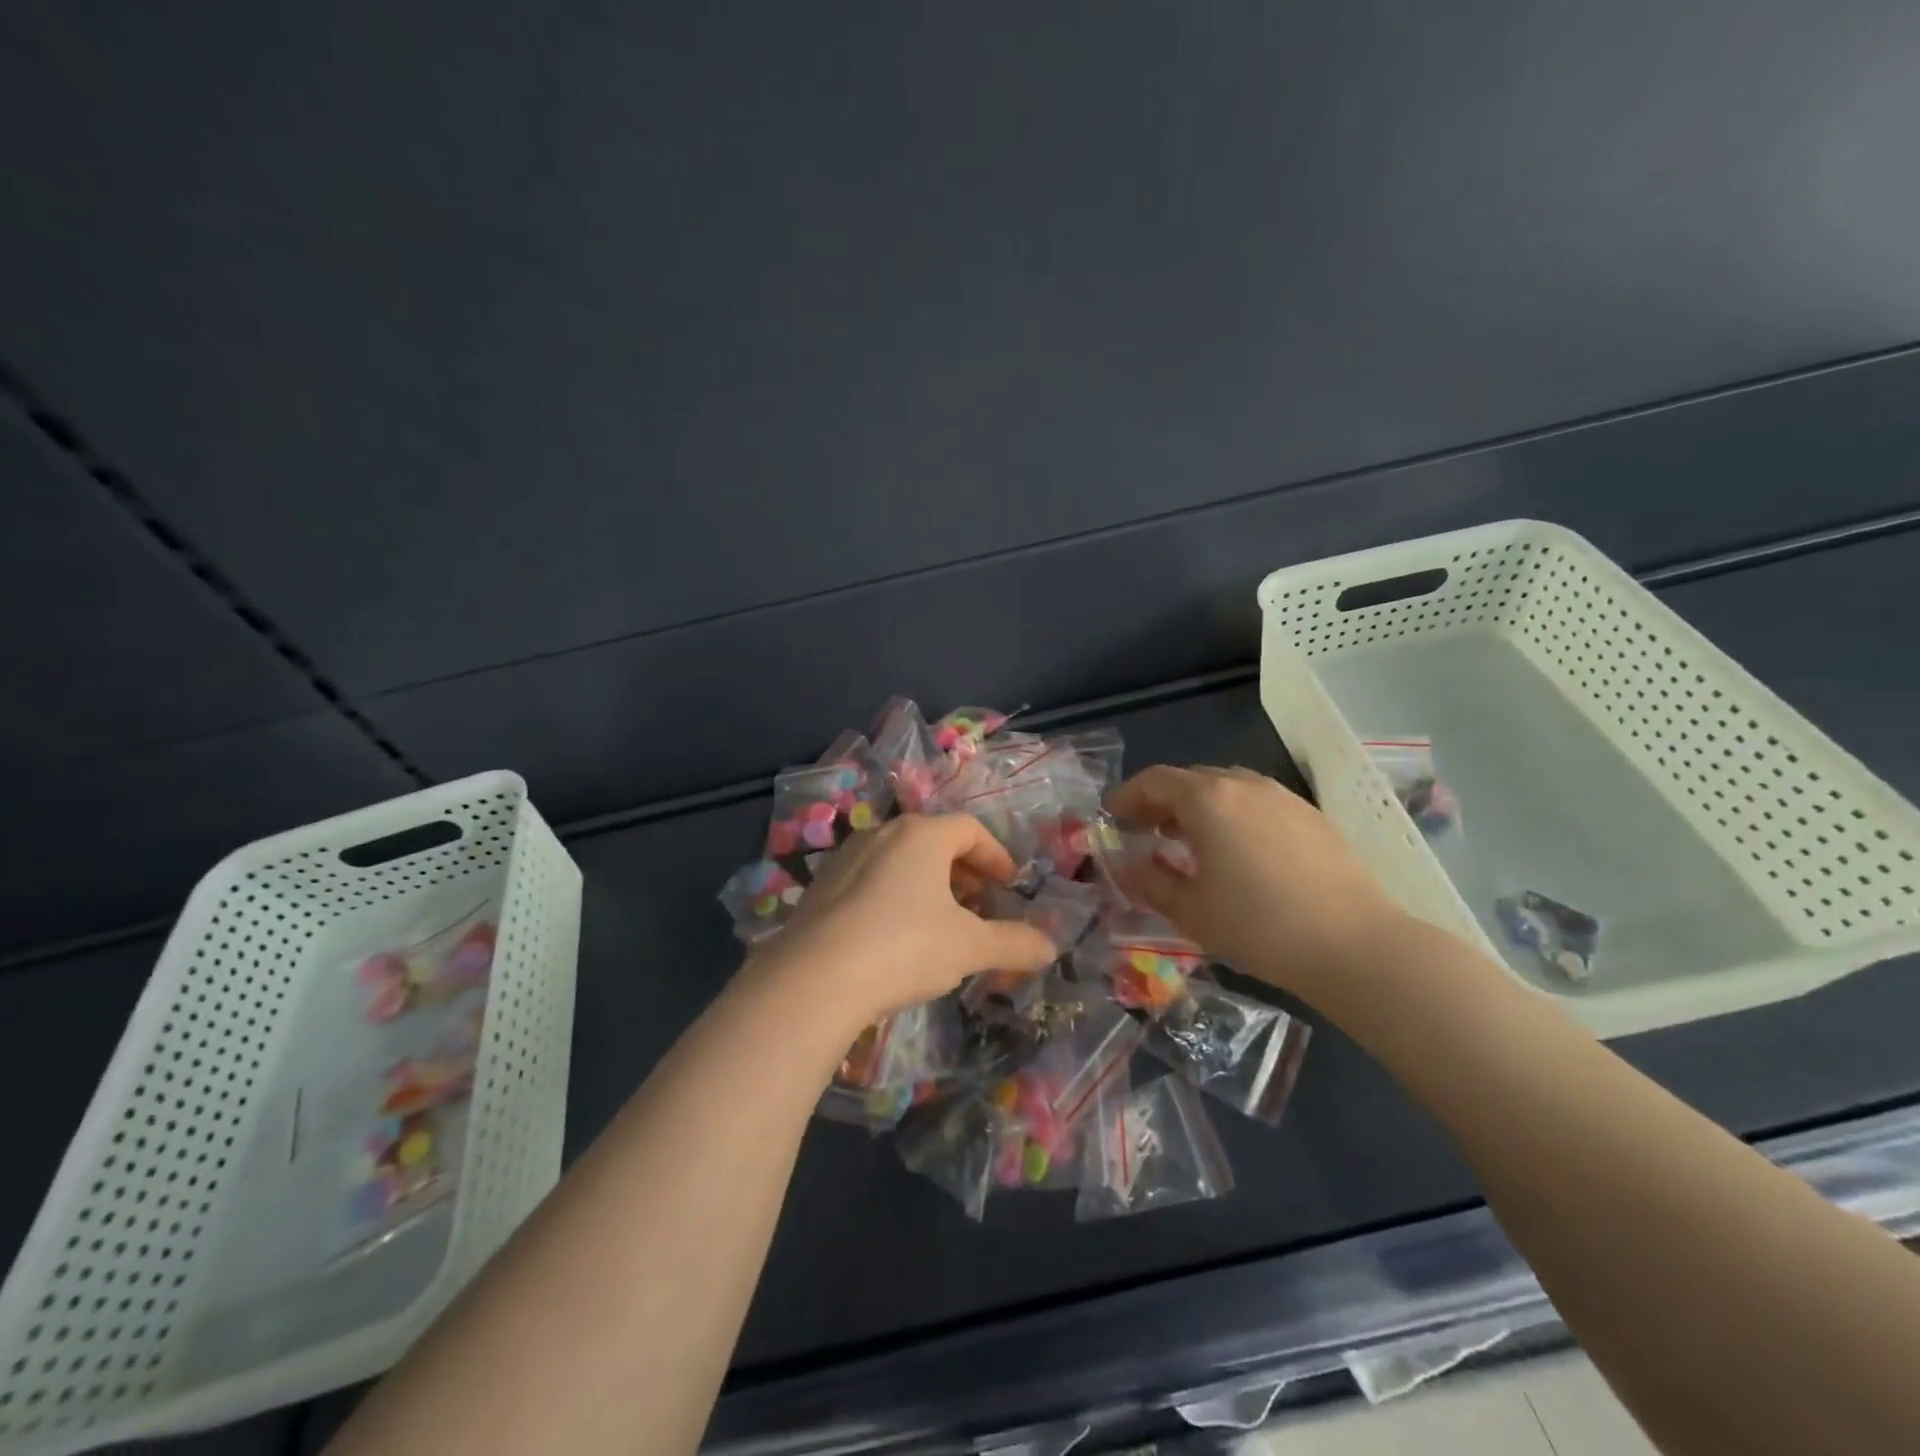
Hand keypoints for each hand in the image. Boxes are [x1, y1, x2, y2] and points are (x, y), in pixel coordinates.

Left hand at [746, 814, 1056, 1031]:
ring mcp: (847, 857)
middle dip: (964, 871)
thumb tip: (1051, 948)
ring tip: (942, 922)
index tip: (1009, 885)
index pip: (970, 830)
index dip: (996, 856)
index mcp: (922, 835)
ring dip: (929, 884)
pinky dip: (896, 895)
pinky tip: (897, 936)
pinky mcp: (822, 886)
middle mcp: (883, 833)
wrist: (815, 978)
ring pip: (901, 860)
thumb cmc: (905, 947)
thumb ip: (1014, 943)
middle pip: (934, 841)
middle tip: (980, 904)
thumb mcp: (969, 947)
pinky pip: (872, 879)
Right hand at [1108, 765, 1409, 998]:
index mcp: (1208, 799)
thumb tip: (1126, 867)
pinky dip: (1232, 815)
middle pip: (1190, 779)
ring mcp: (1283, 797)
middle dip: (1161, 801)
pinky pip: (1257, 802)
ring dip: (1198, 807)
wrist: (1355, 946)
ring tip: (1189, 842)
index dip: (1127, 797)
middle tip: (1145, 833)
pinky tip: (1237, 852)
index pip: (1154, 781)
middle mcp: (1244, 785)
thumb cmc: (1259, 926)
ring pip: (1226, 788)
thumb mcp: (1190, 910)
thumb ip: (1148, 882)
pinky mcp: (1311, 816)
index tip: (1113, 819)